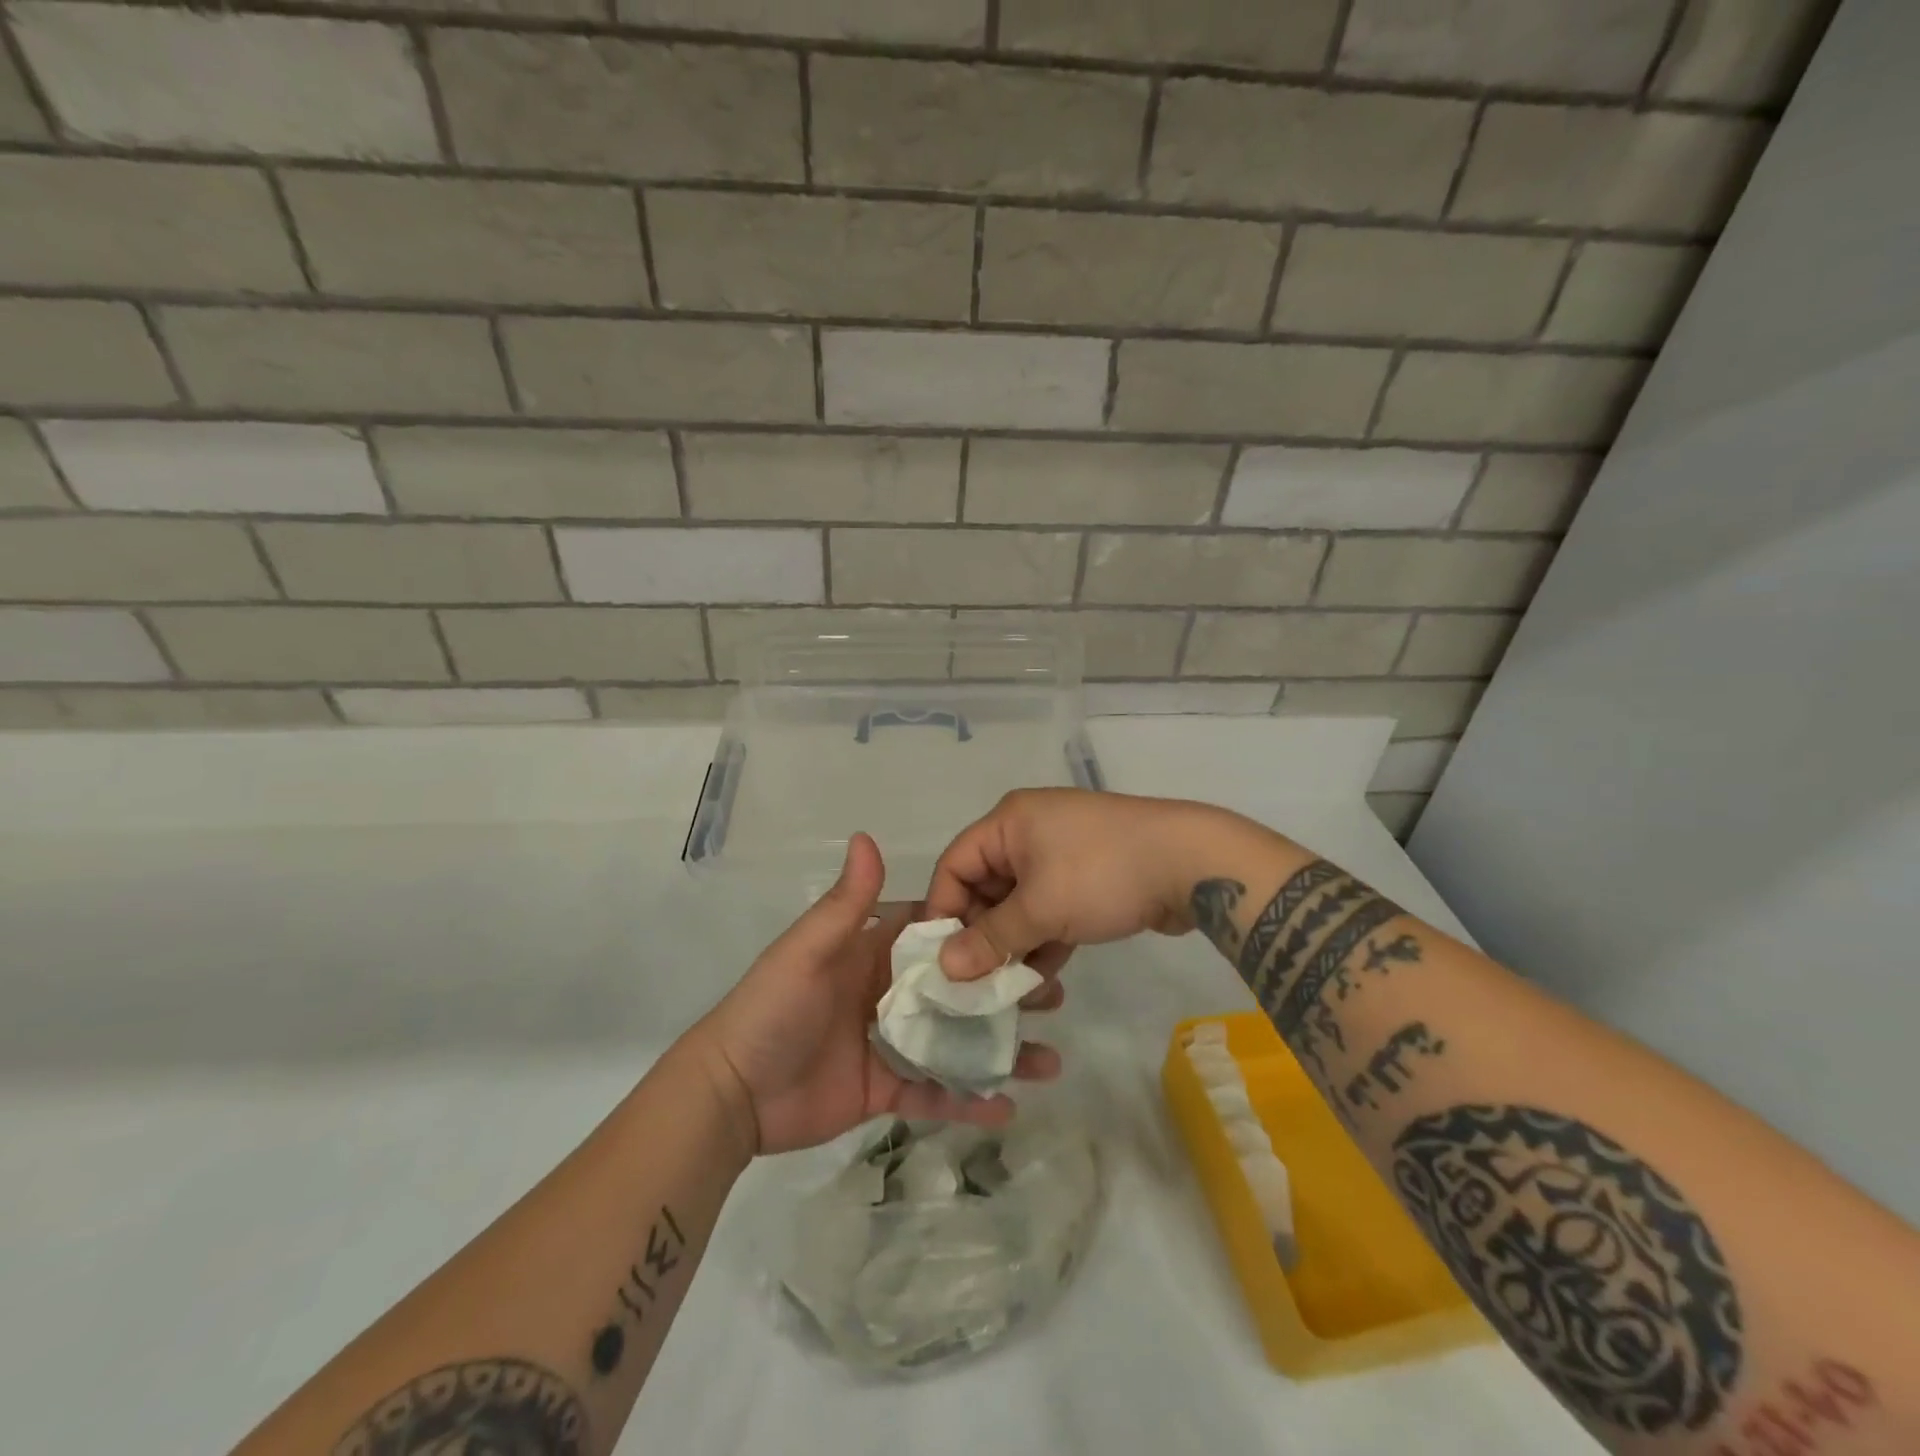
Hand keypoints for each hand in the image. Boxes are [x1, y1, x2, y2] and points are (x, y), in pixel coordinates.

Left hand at [687, 833, 1060, 1156]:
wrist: (732, 1093)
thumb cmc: (772, 1008)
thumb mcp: (808, 949)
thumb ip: (846, 903)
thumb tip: (867, 836)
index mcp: (875, 953)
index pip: (938, 934)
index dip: (979, 930)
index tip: (1026, 927)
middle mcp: (890, 993)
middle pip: (959, 988)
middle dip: (1003, 990)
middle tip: (1053, 993)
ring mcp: (892, 1043)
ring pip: (957, 1041)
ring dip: (1000, 1048)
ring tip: (1051, 1060)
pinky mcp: (887, 1088)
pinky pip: (936, 1092)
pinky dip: (970, 1100)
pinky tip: (1010, 1106)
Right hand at [925, 789, 1244, 981]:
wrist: (1192, 864)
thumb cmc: (1102, 874)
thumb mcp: (1040, 909)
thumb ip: (990, 939)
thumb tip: (944, 968)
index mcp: (1008, 823)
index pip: (955, 866)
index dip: (943, 912)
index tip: (941, 961)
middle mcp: (1028, 832)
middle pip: (986, 888)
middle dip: (983, 937)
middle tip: (978, 984)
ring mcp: (1060, 854)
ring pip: (1019, 905)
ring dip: (1015, 946)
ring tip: (1011, 991)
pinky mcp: (1087, 876)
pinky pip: (1050, 909)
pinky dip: (1044, 939)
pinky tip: (1043, 979)